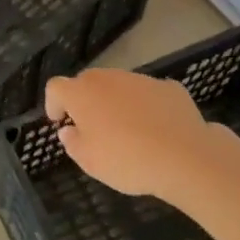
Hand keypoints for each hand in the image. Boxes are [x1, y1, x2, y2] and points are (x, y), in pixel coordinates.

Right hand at [43, 68, 232, 203]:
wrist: (185, 157)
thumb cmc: (127, 160)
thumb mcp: (89, 161)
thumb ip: (72, 142)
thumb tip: (69, 130)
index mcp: (82, 93)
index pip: (56, 87)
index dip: (54, 103)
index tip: (59, 121)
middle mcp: (108, 78)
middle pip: (88, 82)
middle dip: (86, 101)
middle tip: (93, 128)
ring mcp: (140, 79)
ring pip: (120, 86)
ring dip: (117, 102)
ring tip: (129, 131)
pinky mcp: (169, 87)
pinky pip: (149, 94)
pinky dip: (147, 107)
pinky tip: (158, 130)